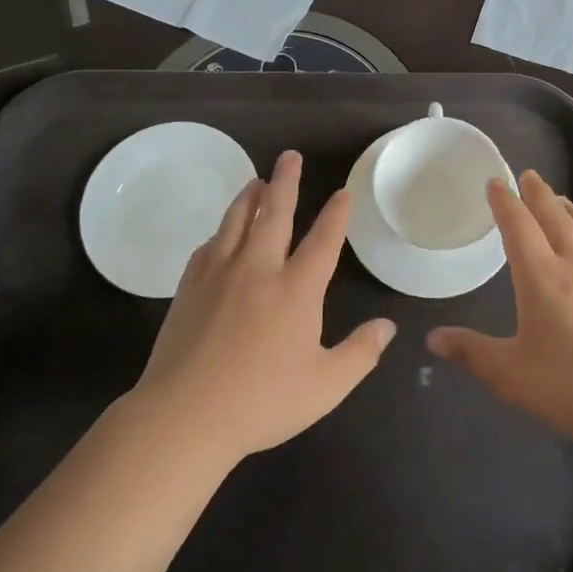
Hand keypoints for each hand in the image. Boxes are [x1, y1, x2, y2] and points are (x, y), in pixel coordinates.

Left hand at [132, 150, 394, 465]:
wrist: (185, 415)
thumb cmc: (262, 401)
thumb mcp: (326, 385)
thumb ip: (360, 353)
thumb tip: (387, 326)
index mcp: (296, 289)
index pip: (322, 241)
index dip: (335, 215)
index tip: (342, 192)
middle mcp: (258, 270)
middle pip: (274, 214)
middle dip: (285, 182)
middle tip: (290, 156)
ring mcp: (219, 275)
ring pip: (236, 222)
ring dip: (249, 198)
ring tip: (256, 180)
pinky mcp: (188, 288)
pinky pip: (207, 248)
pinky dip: (219, 233)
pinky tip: (219, 235)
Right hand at [426, 170, 572, 453]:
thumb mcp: (511, 376)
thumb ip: (472, 353)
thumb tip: (432, 339)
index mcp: (542, 278)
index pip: (518, 227)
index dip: (505, 202)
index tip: (496, 182)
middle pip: (557, 217)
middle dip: (539, 194)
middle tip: (530, 176)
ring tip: (564, 201)